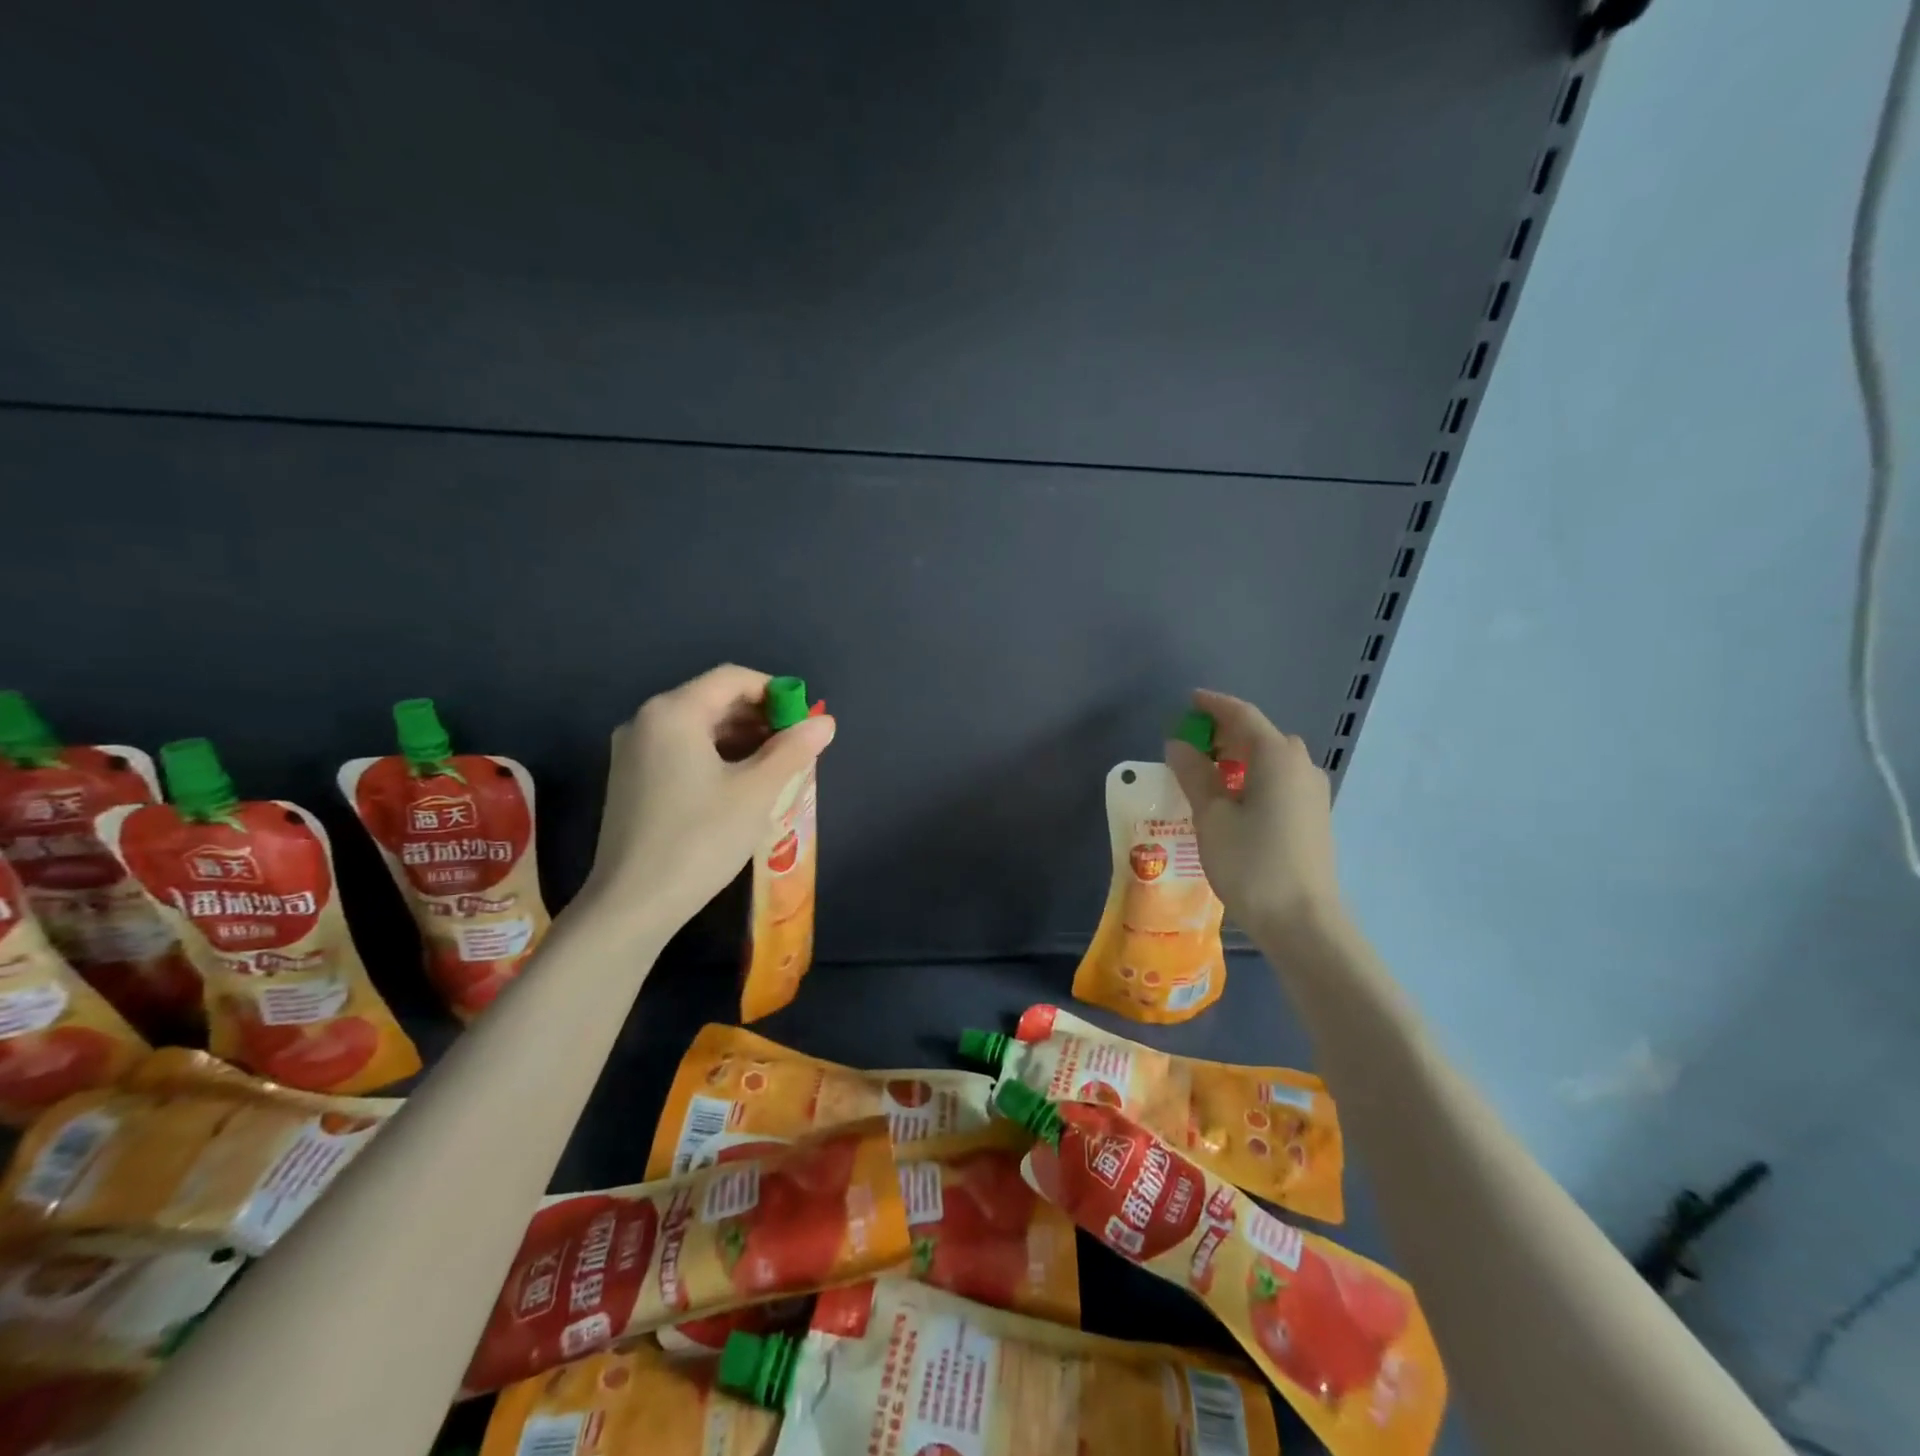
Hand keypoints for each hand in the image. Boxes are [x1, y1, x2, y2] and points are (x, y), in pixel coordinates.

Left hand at [584, 664, 835, 935]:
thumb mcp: (756, 792)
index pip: (732, 679)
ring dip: (740, 738)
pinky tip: (740, 783)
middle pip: (713, 699)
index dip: (775, 691)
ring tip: (775, 766)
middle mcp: (646, 721)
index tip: (804, 720)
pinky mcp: (630, 778)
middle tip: (796, 746)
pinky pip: (681, 749)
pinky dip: (715, 755)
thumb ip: (793, 750)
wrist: (632, 904)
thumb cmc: (700, 839)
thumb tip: (826, 722)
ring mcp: (633, 751)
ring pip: (697, 727)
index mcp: (674, 713)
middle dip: (759, 716)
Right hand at [1164, 689, 1342, 935]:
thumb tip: (1179, 745)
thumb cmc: (1251, 864)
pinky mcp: (1315, 815)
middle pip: (1259, 735)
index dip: (1213, 705)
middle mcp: (1301, 765)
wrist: (1303, 921)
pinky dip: (1254, 776)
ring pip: (1272, 759)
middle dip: (1225, 732)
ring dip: (1240, 756)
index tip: (1189, 701)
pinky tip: (1234, 799)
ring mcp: (1313, 791)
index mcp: (1276, 757)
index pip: (1242, 715)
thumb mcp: (1211, 816)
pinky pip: (1281, 780)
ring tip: (1207, 772)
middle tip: (1191, 742)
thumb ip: (1194, 774)